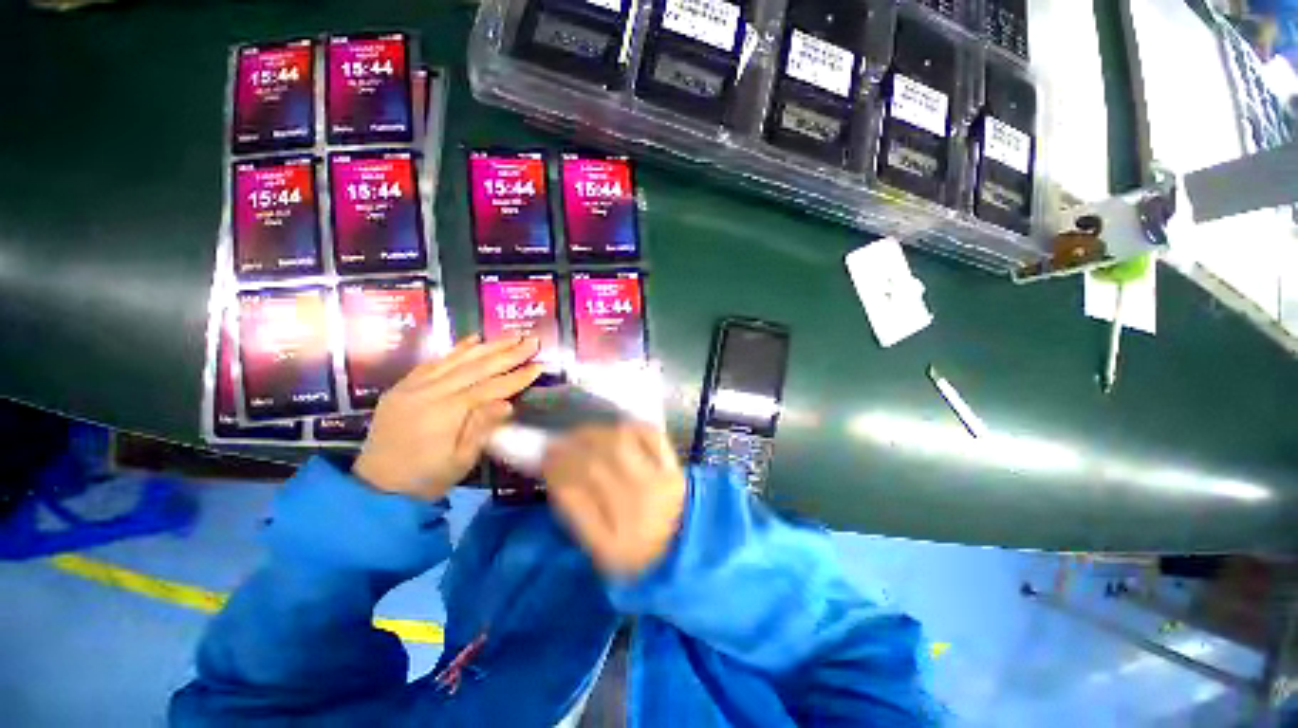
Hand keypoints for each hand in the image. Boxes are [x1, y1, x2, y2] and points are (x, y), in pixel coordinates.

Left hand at [353, 335, 541, 500]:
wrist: (376, 488)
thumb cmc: (426, 479)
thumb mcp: (461, 461)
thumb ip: (483, 429)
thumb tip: (507, 403)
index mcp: (445, 413)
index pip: (490, 388)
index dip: (517, 377)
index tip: (539, 365)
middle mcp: (429, 392)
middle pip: (475, 367)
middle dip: (507, 353)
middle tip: (531, 341)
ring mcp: (412, 386)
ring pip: (456, 359)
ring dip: (487, 346)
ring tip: (510, 336)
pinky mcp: (403, 386)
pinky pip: (433, 362)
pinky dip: (456, 349)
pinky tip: (473, 339)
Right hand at [543, 423, 687, 576]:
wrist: (684, 549)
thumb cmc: (634, 552)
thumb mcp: (598, 549)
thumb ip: (575, 512)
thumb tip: (555, 472)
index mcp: (613, 545)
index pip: (573, 495)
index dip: (554, 470)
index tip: (542, 458)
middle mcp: (638, 513)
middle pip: (594, 466)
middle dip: (568, 449)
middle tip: (556, 443)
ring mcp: (661, 486)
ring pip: (619, 445)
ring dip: (593, 434)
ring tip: (580, 434)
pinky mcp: (676, 469)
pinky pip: (650, 436)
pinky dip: (629, 427)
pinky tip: (614, 429)